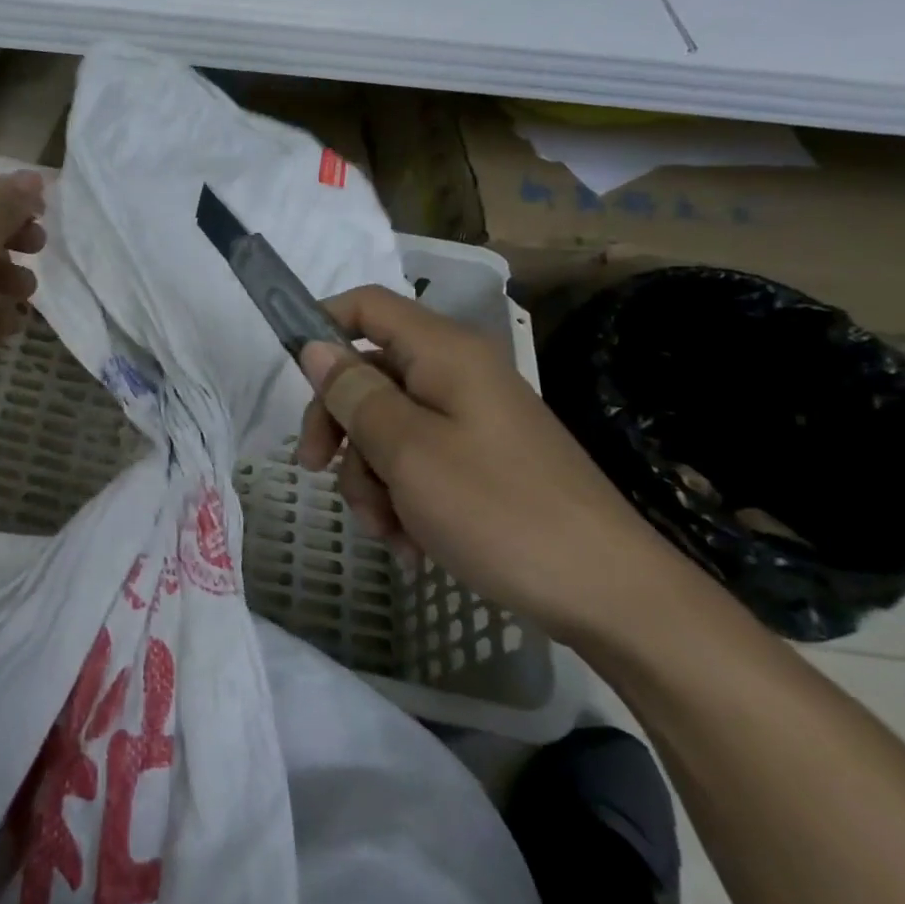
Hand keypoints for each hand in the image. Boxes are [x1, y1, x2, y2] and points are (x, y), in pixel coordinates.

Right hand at [297, 286, 694, 647]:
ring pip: (388, 425)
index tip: (290, 374)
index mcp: (443, 353)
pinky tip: (411, 544)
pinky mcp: (484, 461)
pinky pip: (420, 460)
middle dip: (339, 426)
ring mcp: (472, 419)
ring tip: (386, 530)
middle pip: (369, 373)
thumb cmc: (500, 511)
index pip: (366, 305)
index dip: (321, 325)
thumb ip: (354, 394)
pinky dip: (403, 497)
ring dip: (370, 476)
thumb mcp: (408, 451)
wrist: (614, 598)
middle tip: (316, 471)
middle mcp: (457, 374)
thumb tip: (315, 347)